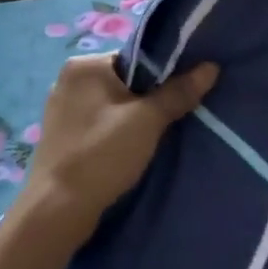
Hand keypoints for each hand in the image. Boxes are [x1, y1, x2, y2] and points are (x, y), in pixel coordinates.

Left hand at [17, 55, 218, 252]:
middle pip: (125, 81)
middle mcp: (68, 80)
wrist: (57, 210)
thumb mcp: (147, 121)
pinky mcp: (62, 136)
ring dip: (134, 118)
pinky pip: (100, 124)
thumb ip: (178, 92)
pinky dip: (117, 133)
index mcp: (84, 65)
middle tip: (174, 118)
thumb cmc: (102, 155)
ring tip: (155, 137)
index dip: (164, 75)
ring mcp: (61, 109)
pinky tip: (130, 150)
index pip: (136, 58)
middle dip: (149, 99)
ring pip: (113, 105)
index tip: (183, 95)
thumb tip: (211, 67)